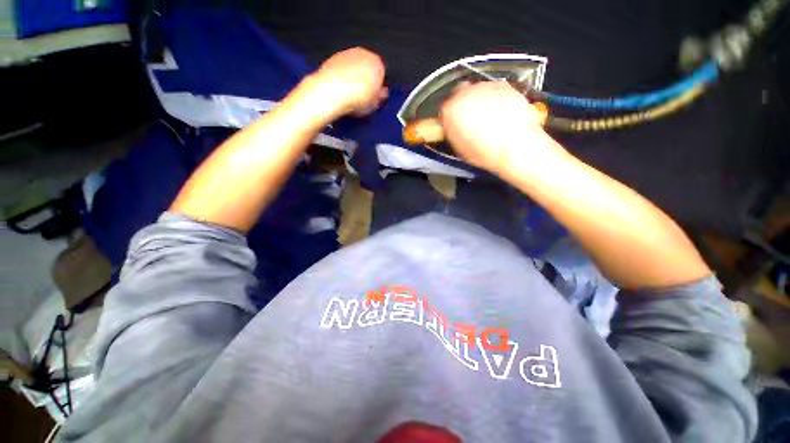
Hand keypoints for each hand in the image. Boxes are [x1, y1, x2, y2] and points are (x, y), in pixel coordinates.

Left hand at [309, 47, 387, 117]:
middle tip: (363, 95)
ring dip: (355, 76)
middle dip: (367, 79)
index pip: (382, 74)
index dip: (378, 87)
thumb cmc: (355, 99)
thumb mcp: (374, 104)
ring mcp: (348, 53)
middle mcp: (364, 54)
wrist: (331, 92)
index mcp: (378, 64)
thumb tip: (381, 94)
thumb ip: (380, 97)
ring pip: (355, 66)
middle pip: (368, 67)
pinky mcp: (334, 57)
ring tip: (351, 93)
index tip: (375, 96)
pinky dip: (343, 75)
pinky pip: (343, 67)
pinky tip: (341, 88)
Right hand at [439, 81, 560, 177]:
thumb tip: (454, 126)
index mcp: (450, 110)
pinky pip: (494, 90)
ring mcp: (485, 87)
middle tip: (471, 120)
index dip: (450, 117)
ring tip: (490, 117)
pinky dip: (496, 98)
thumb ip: (453, 131)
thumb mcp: (459, 147)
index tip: (455, 124)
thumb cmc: (483, 152)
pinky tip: (502, 113)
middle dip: (464, 105)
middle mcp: (465, 93)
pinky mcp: (504, 85)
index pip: (444, 109)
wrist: (514, 146)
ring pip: (477, 91)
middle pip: (459, 94)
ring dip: (480, 100)